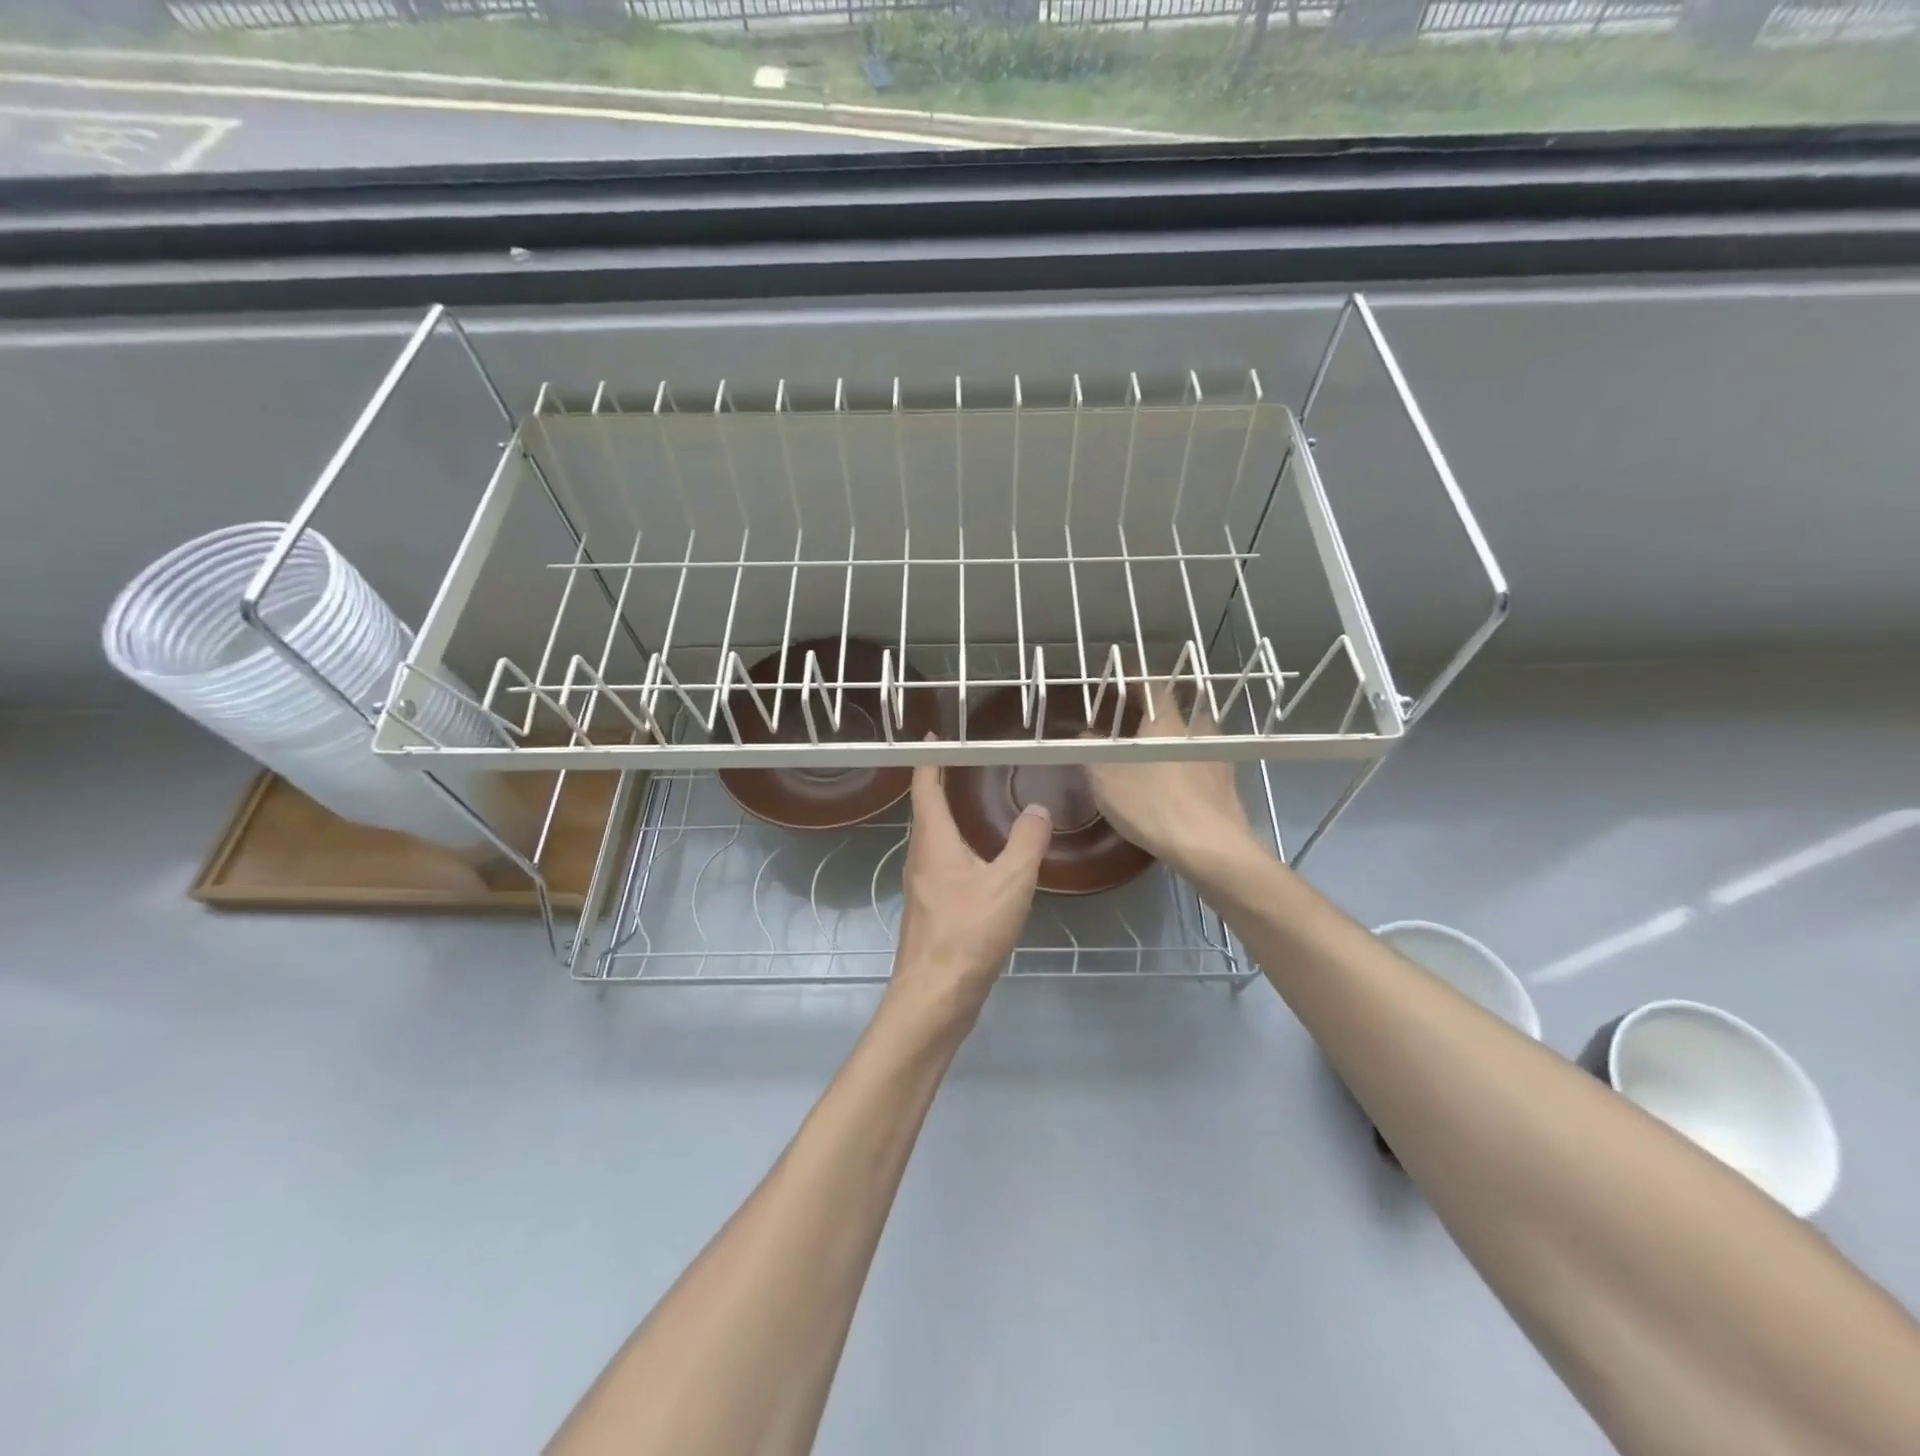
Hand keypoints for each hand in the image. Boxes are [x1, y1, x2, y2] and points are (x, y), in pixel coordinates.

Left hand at [884, 757, 1051, 1034]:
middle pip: (926, 810)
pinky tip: (981, 859)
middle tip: (967, 762)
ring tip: (975, 802)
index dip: (930, 758)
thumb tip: (1038, 808)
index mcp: (933, 841)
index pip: (925, 786)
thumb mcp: (1010, 882)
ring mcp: (922, 886)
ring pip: (934, 838)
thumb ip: (1027, 842)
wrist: (936, 996)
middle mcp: (920, 857)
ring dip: (949, 815)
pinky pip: (942, 863)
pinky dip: (958, 846)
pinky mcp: (931, 910)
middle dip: (941, 783)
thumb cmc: (968, 932)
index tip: (936, 735)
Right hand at [1084, 680, 1257, 877]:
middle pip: (1180, 707)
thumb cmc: (1153, 804)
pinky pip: (1205, 760)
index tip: (1122, 675)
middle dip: (1161, 709)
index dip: (1136, 677)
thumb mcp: (1106, 778)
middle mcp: (1197, 730)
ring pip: (1196, 735)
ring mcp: (1218, 755)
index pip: (1152, 685)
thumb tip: (1085, 735)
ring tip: (1159, 752)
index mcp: (1166, 721)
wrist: (1211, 846)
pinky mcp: (1228, 783)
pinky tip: (1179, 782)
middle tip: (1139, 718)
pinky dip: (1190, 763)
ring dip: (1179, 737)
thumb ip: (1091, 751)